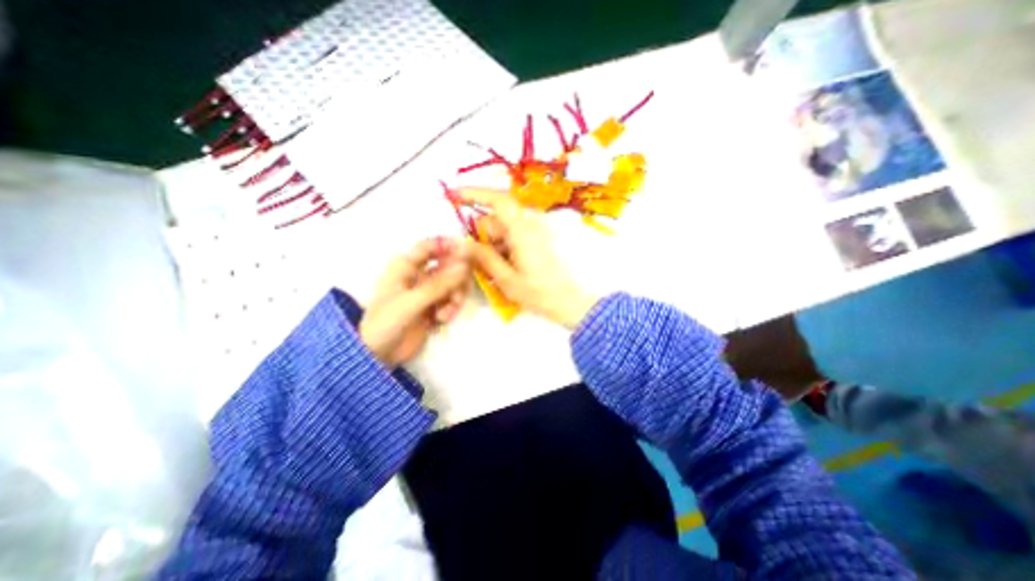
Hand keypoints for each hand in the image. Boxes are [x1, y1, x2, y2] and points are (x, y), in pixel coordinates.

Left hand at [358, 236, 467, 367]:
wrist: (380, 355)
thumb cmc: (386, 322)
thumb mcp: (412, 301)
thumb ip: (439, 284)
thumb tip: (465, 266)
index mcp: (405, 266)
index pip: (429, 246)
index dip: (448, 246)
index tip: (467, 254)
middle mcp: (418, 275)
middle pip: (447, 265)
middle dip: (456, 278)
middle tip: (458, 291)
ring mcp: (428, 292)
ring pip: (453, 284)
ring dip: (454, 297)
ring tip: (446, 312)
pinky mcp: (435, 307)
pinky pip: (452, 300)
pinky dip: (451, 308)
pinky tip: (442, 319)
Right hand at [458, 188, 598, 329]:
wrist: (571, 301)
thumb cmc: (539, 292)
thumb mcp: (506, 279)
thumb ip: (484, 258)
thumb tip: (462, 243)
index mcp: (522, 230)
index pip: (498, 200)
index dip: (475, 194)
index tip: (455, 195)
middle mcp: (531, 224)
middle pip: (499, 218)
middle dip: (485, 234)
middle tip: (481, 259)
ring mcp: (538, 230)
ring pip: (507, 227)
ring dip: (496, 242)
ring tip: (499, 268)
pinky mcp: (542, 238)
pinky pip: (517, 234)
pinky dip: (508, 245)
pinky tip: (510, 265)